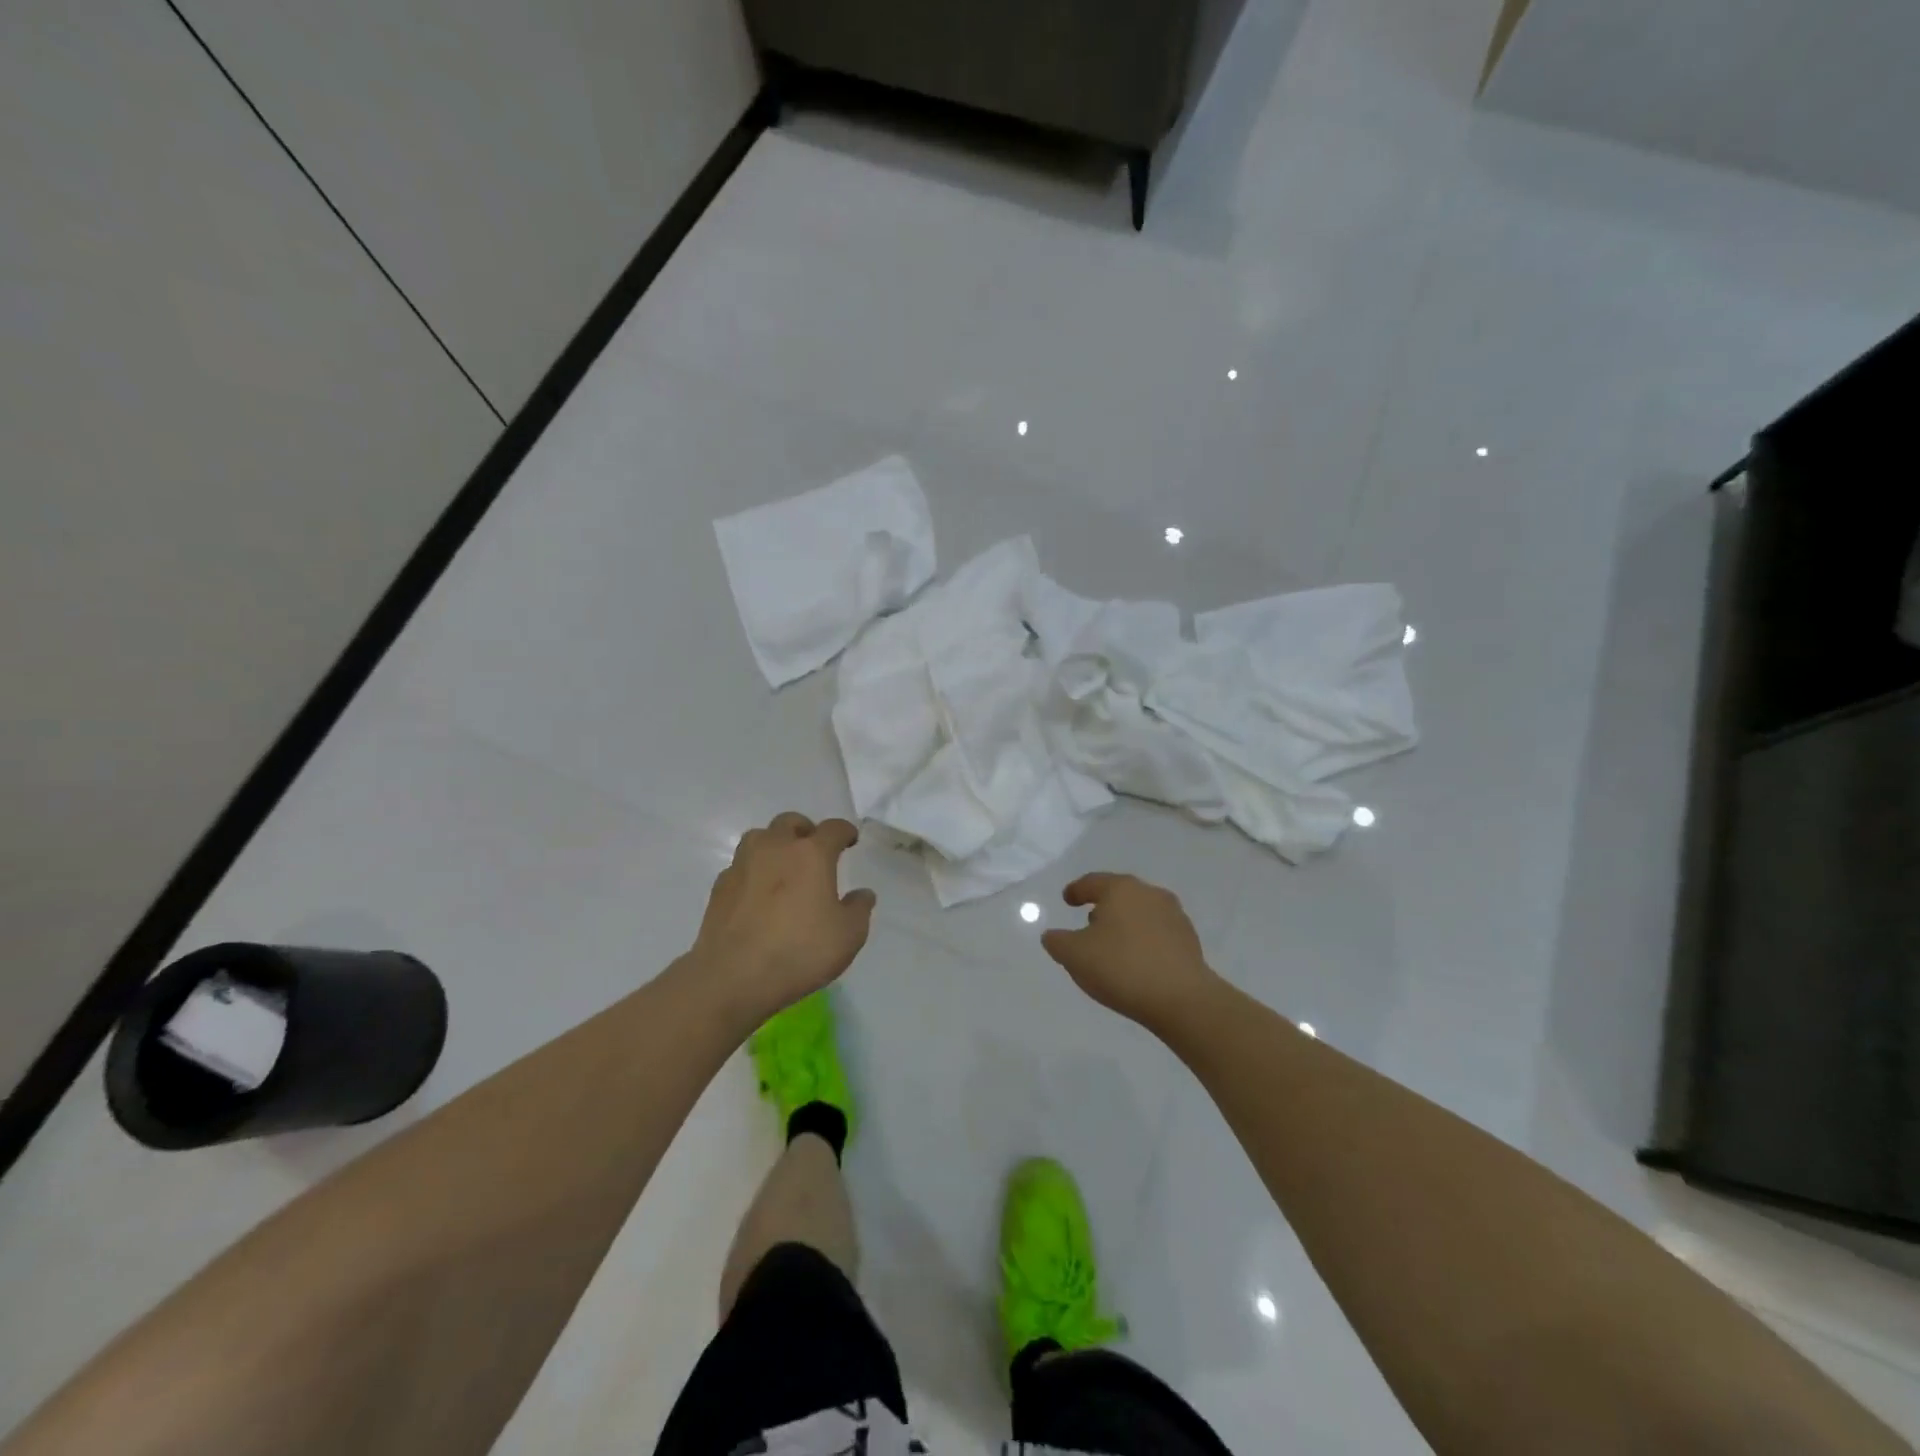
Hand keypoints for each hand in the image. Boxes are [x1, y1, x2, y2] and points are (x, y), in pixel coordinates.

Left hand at [691, 812, 875, 1024]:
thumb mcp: (848, 936)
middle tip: (814, 851)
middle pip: (791, 822)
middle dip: (806, 831)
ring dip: (775, 845)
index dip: (845, 832)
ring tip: (783, 867)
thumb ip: (859, 909)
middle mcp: (775, 848)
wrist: (732, 977)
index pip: (833, 828)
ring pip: (760, 837)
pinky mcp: (720, 886)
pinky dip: (753, 871)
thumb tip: (862, 894)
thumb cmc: (799, 951)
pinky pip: (741, 866)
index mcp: (811, 854)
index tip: (850, 841)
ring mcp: (743, 864)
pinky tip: (758, 893)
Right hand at [1040, 872, 1222, 1030]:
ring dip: (1125, 923)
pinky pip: (1157, 932)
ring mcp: (1174, 915)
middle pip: (1120, 894)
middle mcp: (1149, 894)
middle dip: (1103, 906)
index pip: (1092, 882)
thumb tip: (1053, 935)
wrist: (1181, 998)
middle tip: (1089, 922)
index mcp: (1121, 889)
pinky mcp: (1189, 940)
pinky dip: (1143, 939)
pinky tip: (1137, 960)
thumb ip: (1057, 941)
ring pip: (1140, 912)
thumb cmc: (1121, 967)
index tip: (1067, 899)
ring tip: (1113, 945)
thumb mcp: (1074, 956)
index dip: (1076, 890)